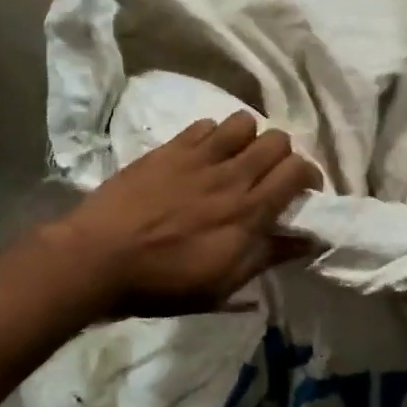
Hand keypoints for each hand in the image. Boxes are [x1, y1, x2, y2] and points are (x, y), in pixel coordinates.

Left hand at [57, 112, 322, 316]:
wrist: (98, 259)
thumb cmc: (163, 283)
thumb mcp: (223, 284)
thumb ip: (268, 256)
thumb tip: (309, 241)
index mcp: (248, 213)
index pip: (298, 171)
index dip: (309, 176)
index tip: (303, 192)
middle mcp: (231, 177)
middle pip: (278, 140)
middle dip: (283, 155)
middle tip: (270, 177)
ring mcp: (198, 157)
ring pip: (244, 122)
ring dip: (249, 139)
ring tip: (237, 159)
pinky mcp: (170, 149)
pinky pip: (205, 124)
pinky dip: (213, 135)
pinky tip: (202, 155)